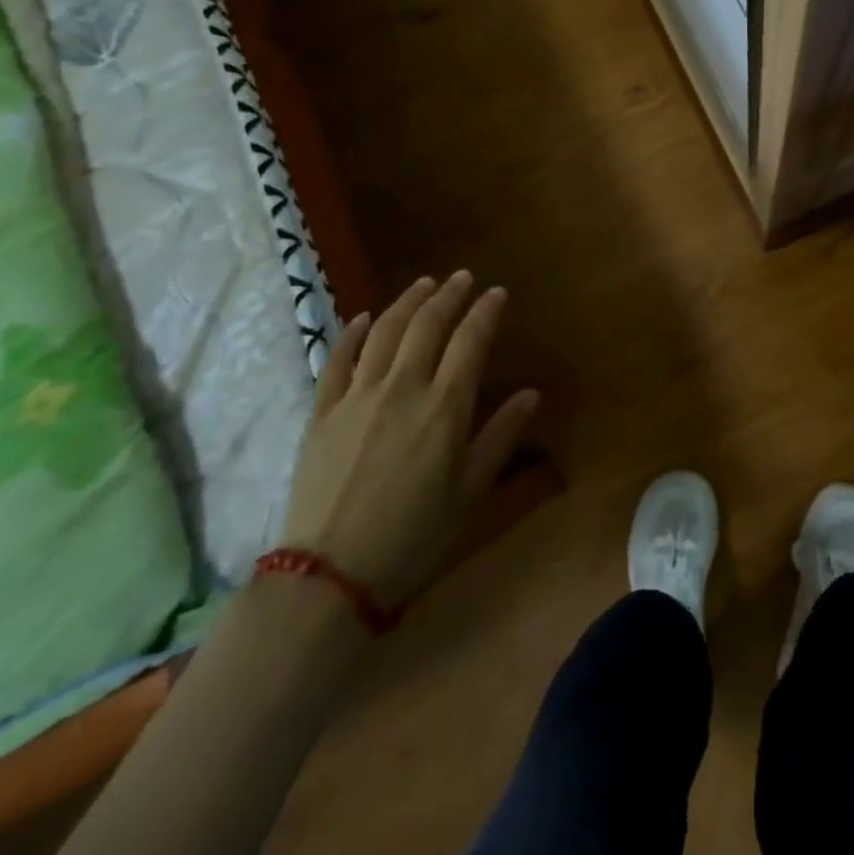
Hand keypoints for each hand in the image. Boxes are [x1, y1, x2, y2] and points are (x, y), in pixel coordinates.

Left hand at [280, 271, 539, 607]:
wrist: (330, 576)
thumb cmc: (415, 536)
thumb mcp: (471, 490)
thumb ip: (501, 435)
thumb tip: (531, 394)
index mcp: (444, 407)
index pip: (470, 341)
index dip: (486, 312)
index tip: (497, 293)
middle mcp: (402, 388)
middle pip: (427, 325)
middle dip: (449, 295)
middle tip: (463, 278)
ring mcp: (357, 397)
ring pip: (384, 332)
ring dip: (407, 302)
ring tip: (425, 284)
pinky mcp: (322, 413)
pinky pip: (337, 361)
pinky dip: (352, 333)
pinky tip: (363, 317)